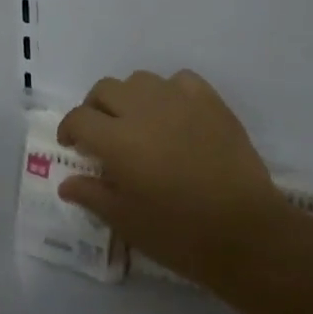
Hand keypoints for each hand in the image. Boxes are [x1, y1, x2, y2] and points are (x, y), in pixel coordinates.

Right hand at [57, 70, 294, 285]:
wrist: (245, 233)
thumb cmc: (177, 233)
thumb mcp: (124, 221)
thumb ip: (92, 195)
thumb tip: (67, 183)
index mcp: (117, 140)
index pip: (79, 118)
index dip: (69, 130)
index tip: (74, 146)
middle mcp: (144, 110)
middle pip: (105, 89)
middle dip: (95, 108)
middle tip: (101, 134)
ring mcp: (180, 102)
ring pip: (141, 80)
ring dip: (130, 97)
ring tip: (138, 122)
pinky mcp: (212, 103)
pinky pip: (181, 81)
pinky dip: (169, 92)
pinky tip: (174, 115)